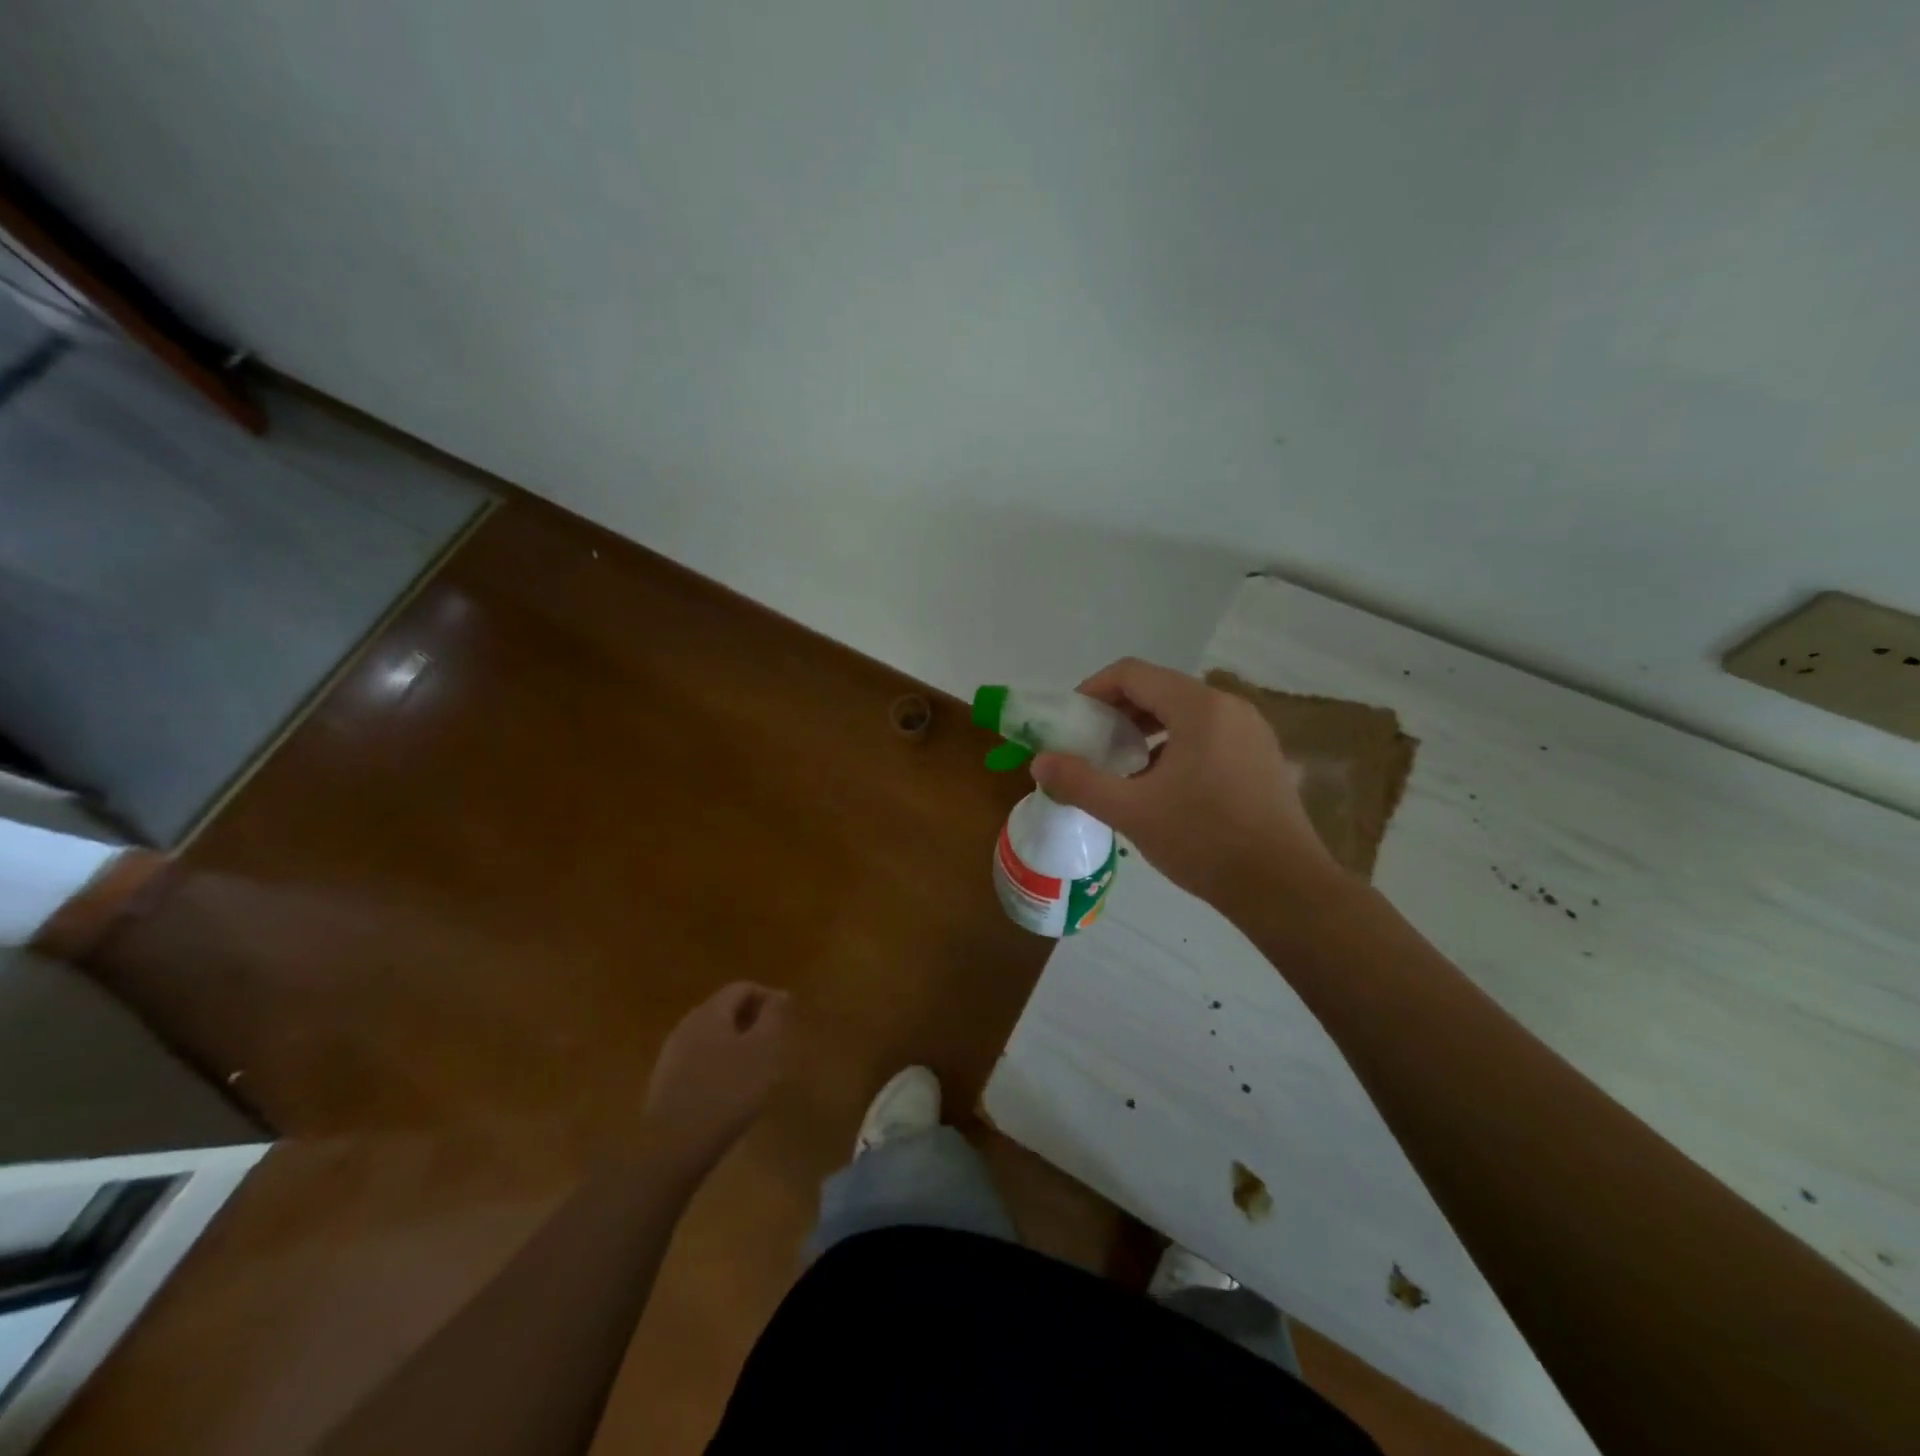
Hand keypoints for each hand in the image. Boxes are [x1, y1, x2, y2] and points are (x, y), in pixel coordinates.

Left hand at [644, 983, 791, 1162]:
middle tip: (775, 1045)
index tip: (788, 1020)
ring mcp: (672, 1055)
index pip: (742, 988)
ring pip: (713, 1037)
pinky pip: (700, 1061)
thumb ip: (773, 1017)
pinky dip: (721, 1065)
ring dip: (738, 1045)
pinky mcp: (666, 1083)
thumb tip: (780, 994)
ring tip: (758, 1071)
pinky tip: (731, 1092)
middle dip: (753, 1022)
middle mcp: (687, 1025)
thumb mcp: (763, 1050)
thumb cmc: (727, 1091)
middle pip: (725, 1010)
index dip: (769, 998)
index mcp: (710, 1012)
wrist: (672, 1148)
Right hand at [1030, 659, 1349, 920]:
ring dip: (1144, 729)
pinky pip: (1207, 734)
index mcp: (1199, 707)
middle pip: (1159, 689)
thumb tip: (1039, 762)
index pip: (1132, 673)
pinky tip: (1160, 784)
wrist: (1283, 888)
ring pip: (1184, 713)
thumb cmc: (1204, 841)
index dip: (1093, 690)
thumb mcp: (1132, 811)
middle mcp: (1229, 707)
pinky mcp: (1261, 757)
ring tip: (1120, 765)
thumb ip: (1080, 782)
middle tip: (1090, 745)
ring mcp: (1251, 731)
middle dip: (1117, 711)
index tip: (1071, 722)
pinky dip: (1174, 745)